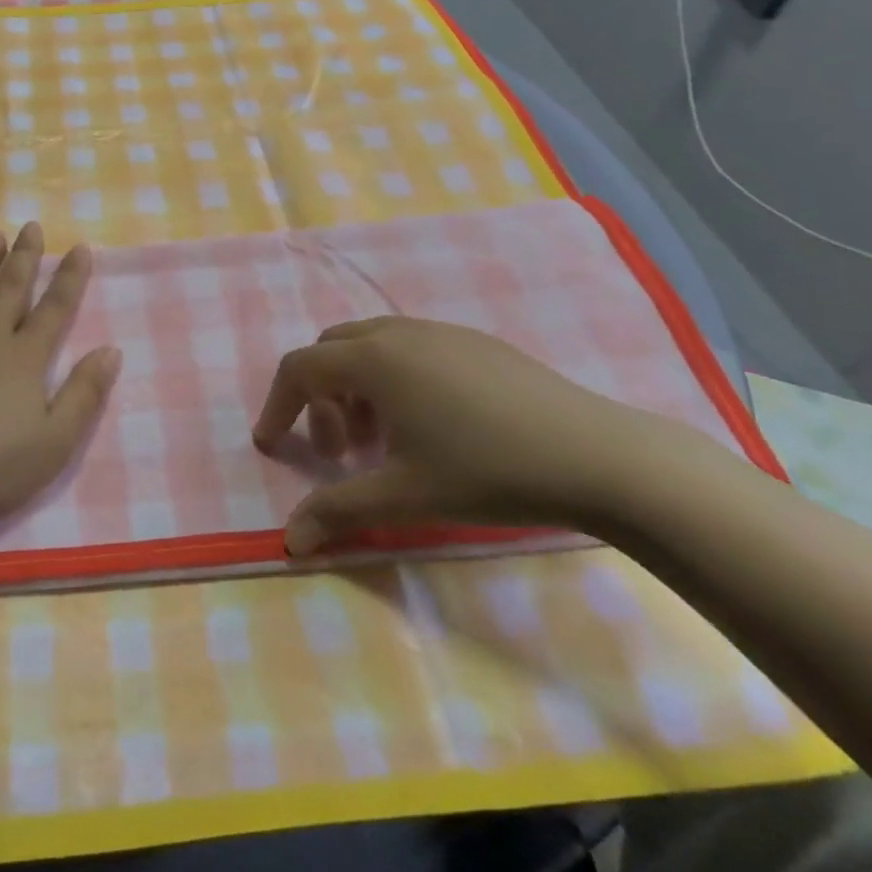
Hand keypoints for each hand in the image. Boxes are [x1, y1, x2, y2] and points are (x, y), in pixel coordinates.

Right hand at [253, 317, 678, 555]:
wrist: (598, 456)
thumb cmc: (487, 471)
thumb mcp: (404, 497)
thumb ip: (338, 512)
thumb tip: (289, 540)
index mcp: (373, 358)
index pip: (299, 368)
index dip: (277, 406)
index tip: (272, 446)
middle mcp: (398, 332)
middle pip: (331, 351)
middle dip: (318, 397)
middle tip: (337, 451)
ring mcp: (441, 331)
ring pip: (372, 348)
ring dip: (357, 390)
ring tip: (383, 443)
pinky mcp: (476, 343)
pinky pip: (411, 350)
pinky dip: (394, 381)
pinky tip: (431, 427)